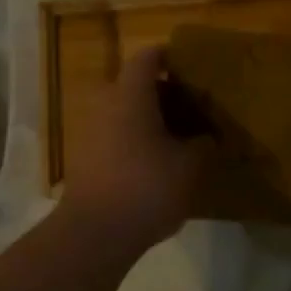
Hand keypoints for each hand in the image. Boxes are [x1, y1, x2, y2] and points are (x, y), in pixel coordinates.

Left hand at [62, 46, 211, 251]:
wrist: (94, 233)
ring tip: (178, 138)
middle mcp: (104, 103)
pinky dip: (134, 139)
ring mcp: (88, 129)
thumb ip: (202, 144)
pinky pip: (114, 134)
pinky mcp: (83, 156)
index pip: (149, 56)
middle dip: (165, 93)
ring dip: (148, 119)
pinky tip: (156, 162)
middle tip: (193, 109)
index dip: (171, 57)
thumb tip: (207, 136)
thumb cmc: (146, 188)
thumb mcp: (189, 166)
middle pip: (136, 84)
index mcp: (130, 94)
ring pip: (124, 111)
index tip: (193, 69)